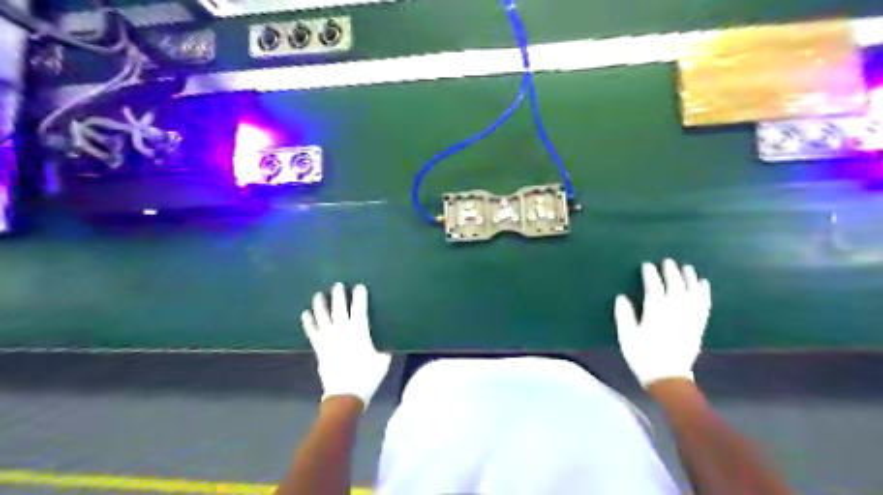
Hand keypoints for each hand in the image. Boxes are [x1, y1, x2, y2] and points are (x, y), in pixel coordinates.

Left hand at [302, 284, 391, 407]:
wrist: (345, 395)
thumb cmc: (367, 377)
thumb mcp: (382, 362)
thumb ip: (383, 351)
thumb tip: (386, 346)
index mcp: (359, 333)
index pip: (360, 309)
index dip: (360, 297)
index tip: (360, 286)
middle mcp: (342, 332)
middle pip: (339, 309)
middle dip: (339, 296)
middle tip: (338, 285)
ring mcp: (328, 339)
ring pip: (323, 317)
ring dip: (320, 305)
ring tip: (318, 295)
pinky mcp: (319, 348)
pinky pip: (312, 332)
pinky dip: (309, 322)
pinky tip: (306, 314)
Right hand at [615, 260, 712, 389]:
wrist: (668, 377)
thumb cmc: (643, 356)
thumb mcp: (627, 337)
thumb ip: (624, 315)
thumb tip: (622, 297)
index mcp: (656, 312)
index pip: (654, 287)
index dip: (650, 275)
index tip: (647, 265)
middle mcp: (675, 311)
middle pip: (675, 286)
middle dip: (671, 272)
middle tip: (667, 261)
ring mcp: (689, 318)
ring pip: (692, 292)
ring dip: (689, 278)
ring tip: (687, 268)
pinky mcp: (698, 325)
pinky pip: (704, 304)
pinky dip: (704, 292)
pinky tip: (703, 284)